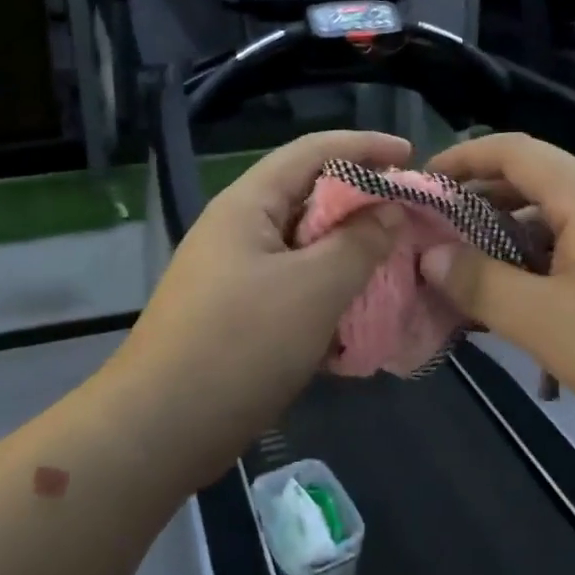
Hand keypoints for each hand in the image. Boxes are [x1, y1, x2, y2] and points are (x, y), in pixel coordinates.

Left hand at [108, 129, 411, 470]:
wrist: (161, 429)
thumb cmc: (240, 345)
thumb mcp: (314, 288)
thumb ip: (360, 243)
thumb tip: (389, 209)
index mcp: (249, 205)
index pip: (313, 151)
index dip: (365, 145)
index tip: (413, 155)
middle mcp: (240, 229)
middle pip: (310, 196)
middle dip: (363, 202)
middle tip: (410, 217)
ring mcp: (237, 274)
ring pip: (306, 246)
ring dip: (350, 252)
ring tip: (396, 263)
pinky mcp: (240, 315)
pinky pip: (295, 286)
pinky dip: (330, 291)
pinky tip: (361, 313)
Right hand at [421, 133, 574, 437]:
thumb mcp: (546, 320)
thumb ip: (481, 283)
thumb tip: (430, 256)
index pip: (513, 150)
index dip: (461, 159)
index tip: (418, 186)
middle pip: (528, 183)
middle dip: (474, 204)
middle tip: (430, 236)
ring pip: (547, 225)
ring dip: (501, 245)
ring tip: (461, 278)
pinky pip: (568, 257)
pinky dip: (532, 273)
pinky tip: (512, 314)